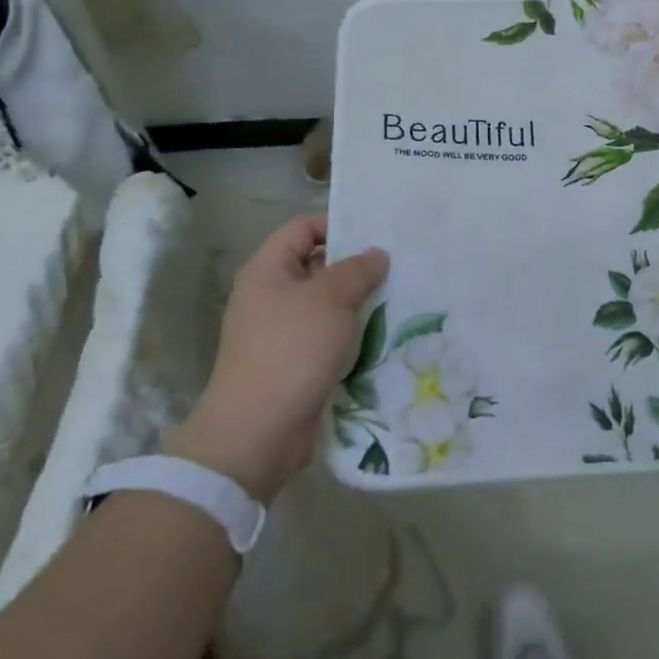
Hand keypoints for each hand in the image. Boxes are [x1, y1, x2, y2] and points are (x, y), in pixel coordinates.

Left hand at [167, 214, 387, 503]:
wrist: (257, 434)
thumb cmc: (291, 350)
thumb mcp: (330, 299)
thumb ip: (357, 270)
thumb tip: (376, 254)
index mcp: (268, 271)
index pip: (303, 229)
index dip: (337, 224)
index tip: (376, 232)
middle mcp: (271, 296)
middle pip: (318, 266)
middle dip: (357, 267)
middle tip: (399, 264)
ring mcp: (282, 333)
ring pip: (328, 305)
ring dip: (359, 304)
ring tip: (401, 297)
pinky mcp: (296, 365)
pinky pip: (330, 338)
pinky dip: (354, 336)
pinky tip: (386, 335)